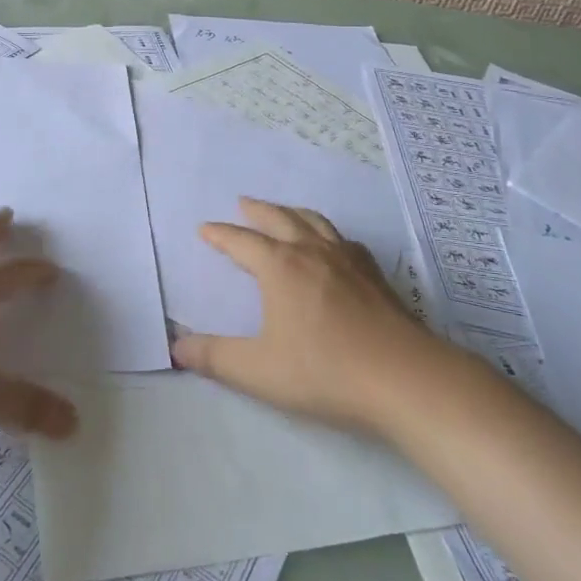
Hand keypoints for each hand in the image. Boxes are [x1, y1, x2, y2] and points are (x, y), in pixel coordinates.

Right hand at [172, 198, 446, 433]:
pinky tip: (334, 246)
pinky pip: (344, 240)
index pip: (241, 241)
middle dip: (257, 210)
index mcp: (280, 267)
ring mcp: (347, 260)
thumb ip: (215, 358)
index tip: (205, 229)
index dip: (220, 235)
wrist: (404, 378)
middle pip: (279, 219)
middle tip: (243, 203)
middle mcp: (311, 252)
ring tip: (284, 213)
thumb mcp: (258, 371)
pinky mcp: (374, 275)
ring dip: (292, 213)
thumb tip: (176, 347)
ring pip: (314, 222)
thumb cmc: (324, 371)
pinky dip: (328, 233)